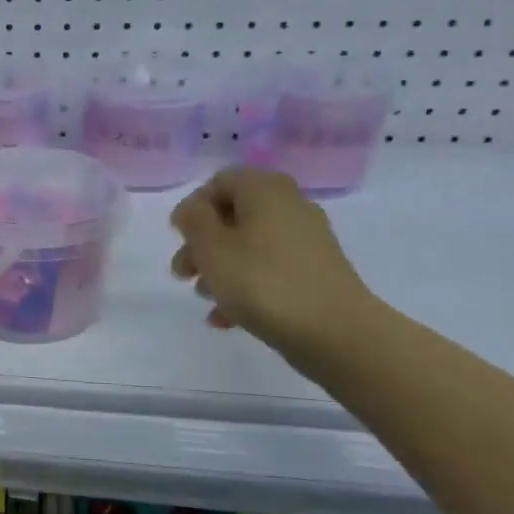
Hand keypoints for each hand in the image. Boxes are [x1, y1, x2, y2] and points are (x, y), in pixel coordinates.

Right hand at [169, 167, 374, 356]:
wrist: (335, 332)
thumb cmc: (262, 280)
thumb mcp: (211, 246)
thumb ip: (193, 219)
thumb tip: (193, 210)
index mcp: (265, 189)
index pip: (219, 182)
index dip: (193, 208)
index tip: (178, 238)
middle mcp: (289, 206)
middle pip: (232, 216)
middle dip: (201, 245)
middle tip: (183, 273)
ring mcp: (306, 241)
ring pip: (248, 246)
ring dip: (219, 269)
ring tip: (205, 298)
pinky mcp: (314, 273)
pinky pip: (268, 271)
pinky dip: (244, 288)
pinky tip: (226, 318)